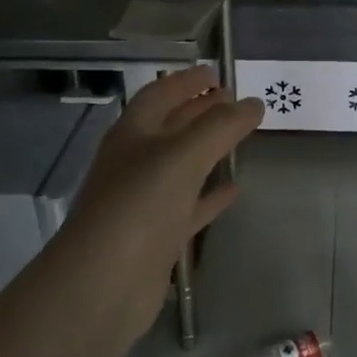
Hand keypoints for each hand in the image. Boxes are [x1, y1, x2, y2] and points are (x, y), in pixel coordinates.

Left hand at [55, 68, 263, 343]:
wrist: (103, 284)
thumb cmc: (140, 206)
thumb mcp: (184, 155)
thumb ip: (222, 126)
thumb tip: (254, 103)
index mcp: (133, 133)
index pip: (161, 93)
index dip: (188, 80)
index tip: (218, 73)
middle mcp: (135, 162)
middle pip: (171, 126)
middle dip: (201, 111)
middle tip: (235, 102)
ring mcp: (144, 201)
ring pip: (181, 166)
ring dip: (208, 150)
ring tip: (241, 138)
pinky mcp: (156, 236)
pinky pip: (189, 206)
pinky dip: (210, 196)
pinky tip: (234, 189)